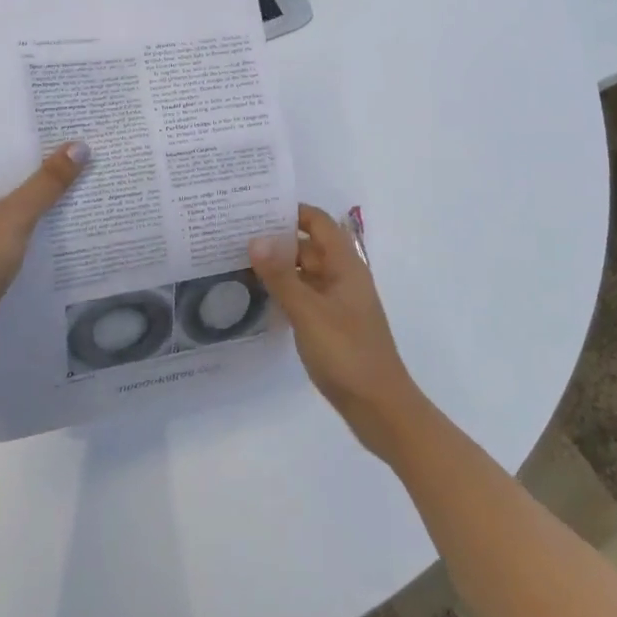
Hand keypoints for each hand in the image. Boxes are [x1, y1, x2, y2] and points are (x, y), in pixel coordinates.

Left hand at [0, 142, 89, 366]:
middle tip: (81, 149)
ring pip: (8, 199)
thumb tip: (80, 146)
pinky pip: (8, 223)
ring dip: (38, 194)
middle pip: (3, 172)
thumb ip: (48, 182)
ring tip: (80, 177)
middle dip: (39, 166)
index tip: (64, 127)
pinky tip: (63, 216)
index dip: (28, 137)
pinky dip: (31, 219)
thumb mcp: (15, 216)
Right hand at [249, 204, 429, 463]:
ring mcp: (337, 303)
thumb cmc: (347, 353)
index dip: (292, 211)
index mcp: (345, 266)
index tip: (256, 207)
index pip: (318, 223)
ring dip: (278, 267)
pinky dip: (284, 291)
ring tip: (237, 261)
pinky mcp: (331, 325)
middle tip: (235, 235)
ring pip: (305, 273)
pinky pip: (305, 296)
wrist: (380, 409)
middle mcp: (343, 278)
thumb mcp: (309, 312)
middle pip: (309, 246)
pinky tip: (258, 297)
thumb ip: (281, 276)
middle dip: (277, 239)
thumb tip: (255, 238)